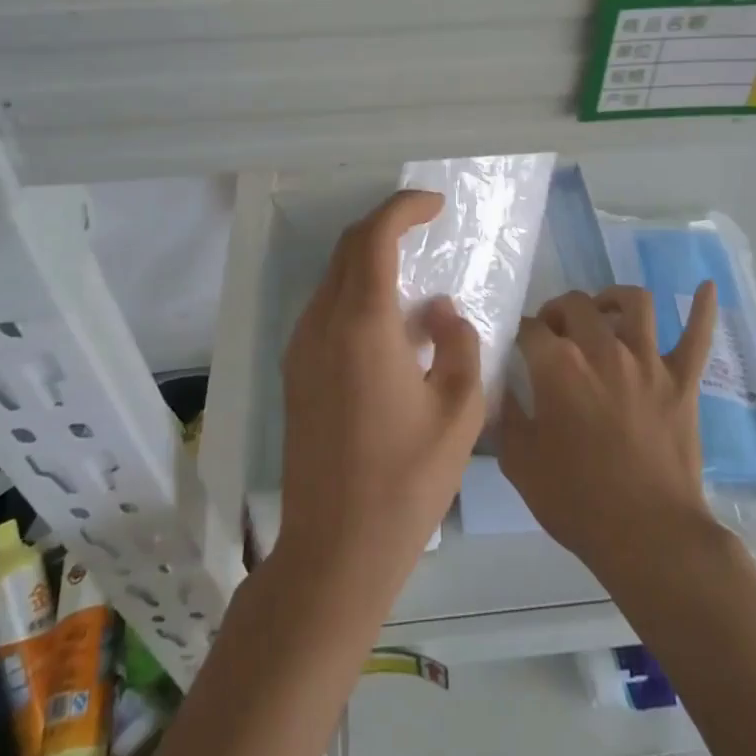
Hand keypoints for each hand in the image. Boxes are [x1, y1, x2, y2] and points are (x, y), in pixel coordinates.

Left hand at [275, 190, 484, 605]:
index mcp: (362, 324)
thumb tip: (440, 312)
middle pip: (348, 248)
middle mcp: (322, 324)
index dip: (403, 208)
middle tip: (426, 226)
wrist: (334, 551)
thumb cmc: (406, 481)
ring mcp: (301, 347)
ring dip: (370, 259)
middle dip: (386, 225)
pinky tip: (390, 324)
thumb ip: (458, 344)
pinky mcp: (296, 371)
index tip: (435, 204)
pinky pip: (326, 308)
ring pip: (333, 277)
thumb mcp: (459, 411)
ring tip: (413, 274)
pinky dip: (357, 292)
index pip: (375, 236)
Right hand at [499, 284, 720, 586]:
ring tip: (604, 311)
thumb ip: (506, 416)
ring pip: (634, 303)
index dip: (520, 334)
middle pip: (576, 304)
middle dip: (558, 311)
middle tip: (554, 332)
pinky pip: (697, 335)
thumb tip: (502, 388)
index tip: (518, 347)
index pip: (530, 328)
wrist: (649, 537)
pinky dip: (703, 309)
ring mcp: (648, 361)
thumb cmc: (578, 501)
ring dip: (614, 299)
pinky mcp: (683, 380)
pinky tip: (706, 286)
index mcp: (558, 365)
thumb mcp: (519, 463)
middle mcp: (602, 349)